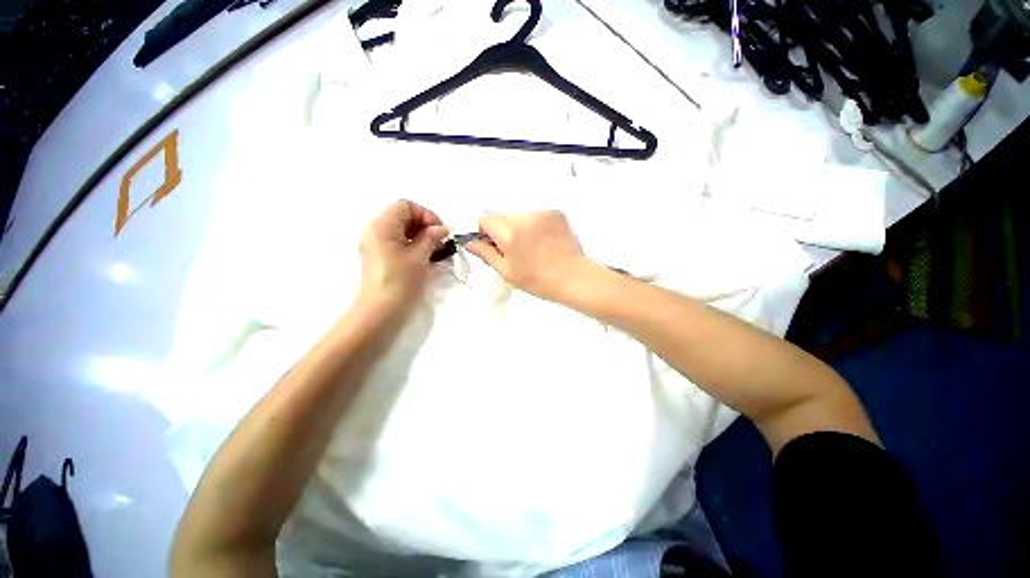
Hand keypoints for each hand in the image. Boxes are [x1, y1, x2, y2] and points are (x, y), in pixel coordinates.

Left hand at [357, 200, 448, 312]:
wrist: (380, 311)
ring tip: (435, 251)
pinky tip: (425, 257)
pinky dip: (413, 245)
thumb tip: (441, 229)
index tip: (439, 231)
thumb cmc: (400, 281)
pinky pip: (398, 242)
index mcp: (381, 226)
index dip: (425, 214)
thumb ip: (431, 238)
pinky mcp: (380, 257)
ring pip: (402, 230)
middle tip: (440, 242)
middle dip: (424, 225)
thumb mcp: (419, 257)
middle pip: (403, 216)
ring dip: (421, 236)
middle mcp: (375, 231)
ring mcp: (376, 245)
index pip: (405, 205)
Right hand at [466, 211, 590, 301]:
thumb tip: (469, 242)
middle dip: (500, 230)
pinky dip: (533, 225)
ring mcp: (542, 212)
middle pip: (501, 216)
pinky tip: (542, 242)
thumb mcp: (507, 271)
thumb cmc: (537, 280)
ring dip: (517, 227)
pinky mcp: (556, 213)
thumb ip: (486, 253)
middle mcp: (524, 216)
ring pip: (518, 216)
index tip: (488, 245)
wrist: (573, 277)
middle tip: (511, 250)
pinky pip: (535, 216)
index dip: (482, 232)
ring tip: (530, 247)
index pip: (484, 219)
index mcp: (509, 231)